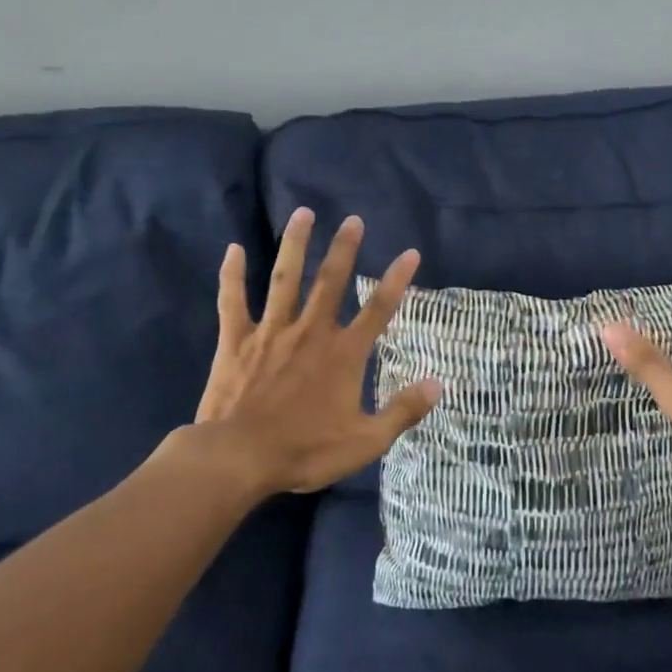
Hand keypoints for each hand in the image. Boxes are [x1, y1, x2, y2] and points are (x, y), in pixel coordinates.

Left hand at [186, 209, 440, 496]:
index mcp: (344, 354)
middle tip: (353, 219)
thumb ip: (403, 410)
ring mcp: (271, 332)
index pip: (379, 309)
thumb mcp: (365, 441)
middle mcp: (311, 332)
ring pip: (285, 278)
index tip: (410, 253)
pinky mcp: (236, 341)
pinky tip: (233, 249)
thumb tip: (439, 384)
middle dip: (345, 248)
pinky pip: (234, 300)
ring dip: (296, 245)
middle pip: (331, 281)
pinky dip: (232, 275)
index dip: (397, 280)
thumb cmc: (305, 450)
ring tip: (304, 213)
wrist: (239, 458)